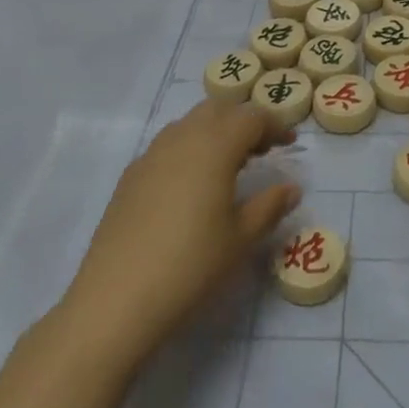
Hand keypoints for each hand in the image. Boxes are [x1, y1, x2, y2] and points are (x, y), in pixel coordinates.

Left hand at [61, 99, 299, 369]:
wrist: (117, 298)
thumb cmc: (191, 265)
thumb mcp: (241, 238)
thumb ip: (270, 206)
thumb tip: (291, 188)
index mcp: (215, 146)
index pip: (251, 117)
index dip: (274, 125)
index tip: (290, 144)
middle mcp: (182, 138)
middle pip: (218, 109)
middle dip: (243, 121)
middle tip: (261, 150)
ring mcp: (151, 155)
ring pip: (189, 124)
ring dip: (214, 132)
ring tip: (229, 165)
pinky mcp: (130, 176)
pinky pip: (167, 146)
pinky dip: (189, 149)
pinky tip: (192, 186)